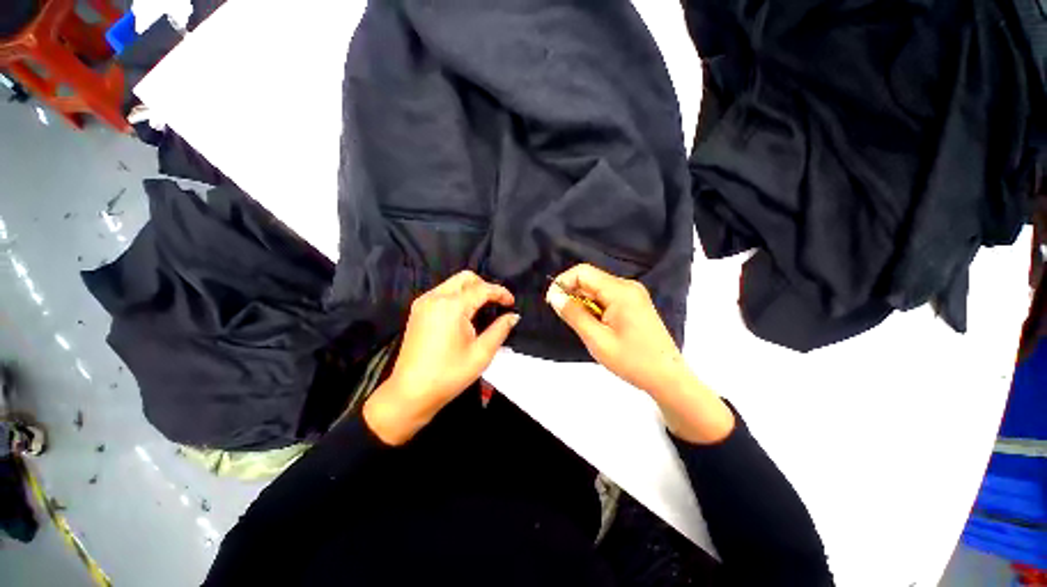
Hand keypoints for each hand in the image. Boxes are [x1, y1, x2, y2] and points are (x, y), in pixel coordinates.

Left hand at [364, 271, 519, 444]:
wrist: (411, 393)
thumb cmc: (449, 375)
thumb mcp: (481, 353)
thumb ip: (500, 329)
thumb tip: (513, 316)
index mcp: (452, 306)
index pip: (482, 289)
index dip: (500, 293)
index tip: (512, 303)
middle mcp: (435, 297)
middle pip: (466, 278)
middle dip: (485, 286)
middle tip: (496, 304)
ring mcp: (423, 302)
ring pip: (453, 283)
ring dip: (471, 290)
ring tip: (483, 308)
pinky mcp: (417, 310)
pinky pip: (442, 292)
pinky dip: (458, 296)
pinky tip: (464, 313)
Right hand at [545, 264, 687, 396]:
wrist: (667, 377)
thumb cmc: (632, 361)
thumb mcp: (597, 339)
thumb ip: (574, 314)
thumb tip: (554, 296)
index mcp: (620, 291)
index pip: (583, 272)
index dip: (563, 283)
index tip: (553, 302)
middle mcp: (628, 286)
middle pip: (590, 279)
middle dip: (573, 294)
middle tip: (567, 318)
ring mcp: (633, 294)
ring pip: (597, 288)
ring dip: (584, 302)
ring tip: (583, 325)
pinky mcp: (634, 303)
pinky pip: (607, 297)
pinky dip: (595, 307)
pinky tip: (596, 325)